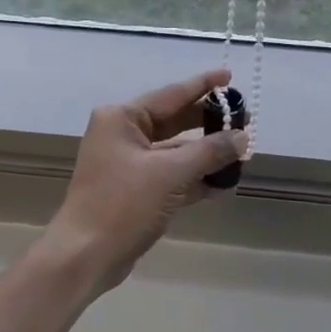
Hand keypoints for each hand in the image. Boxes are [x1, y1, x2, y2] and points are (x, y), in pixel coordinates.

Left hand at [42, 69, 247, 292]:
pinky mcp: (134, 191)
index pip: (172, 94)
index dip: (203, 85)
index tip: (229, 76)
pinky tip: (222, 184)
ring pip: (175, 152)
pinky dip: (194, 179)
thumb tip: (242, 138)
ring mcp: (127, 165)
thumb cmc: (123, 204)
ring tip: (241, 155)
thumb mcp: (170, 173)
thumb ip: (209, 151)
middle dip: (209, 124)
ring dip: (205, 155)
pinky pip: (170, 176)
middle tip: (244, 121)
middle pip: (175, 122)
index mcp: (122, 119)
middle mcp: (122, 135)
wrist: (85, 256)